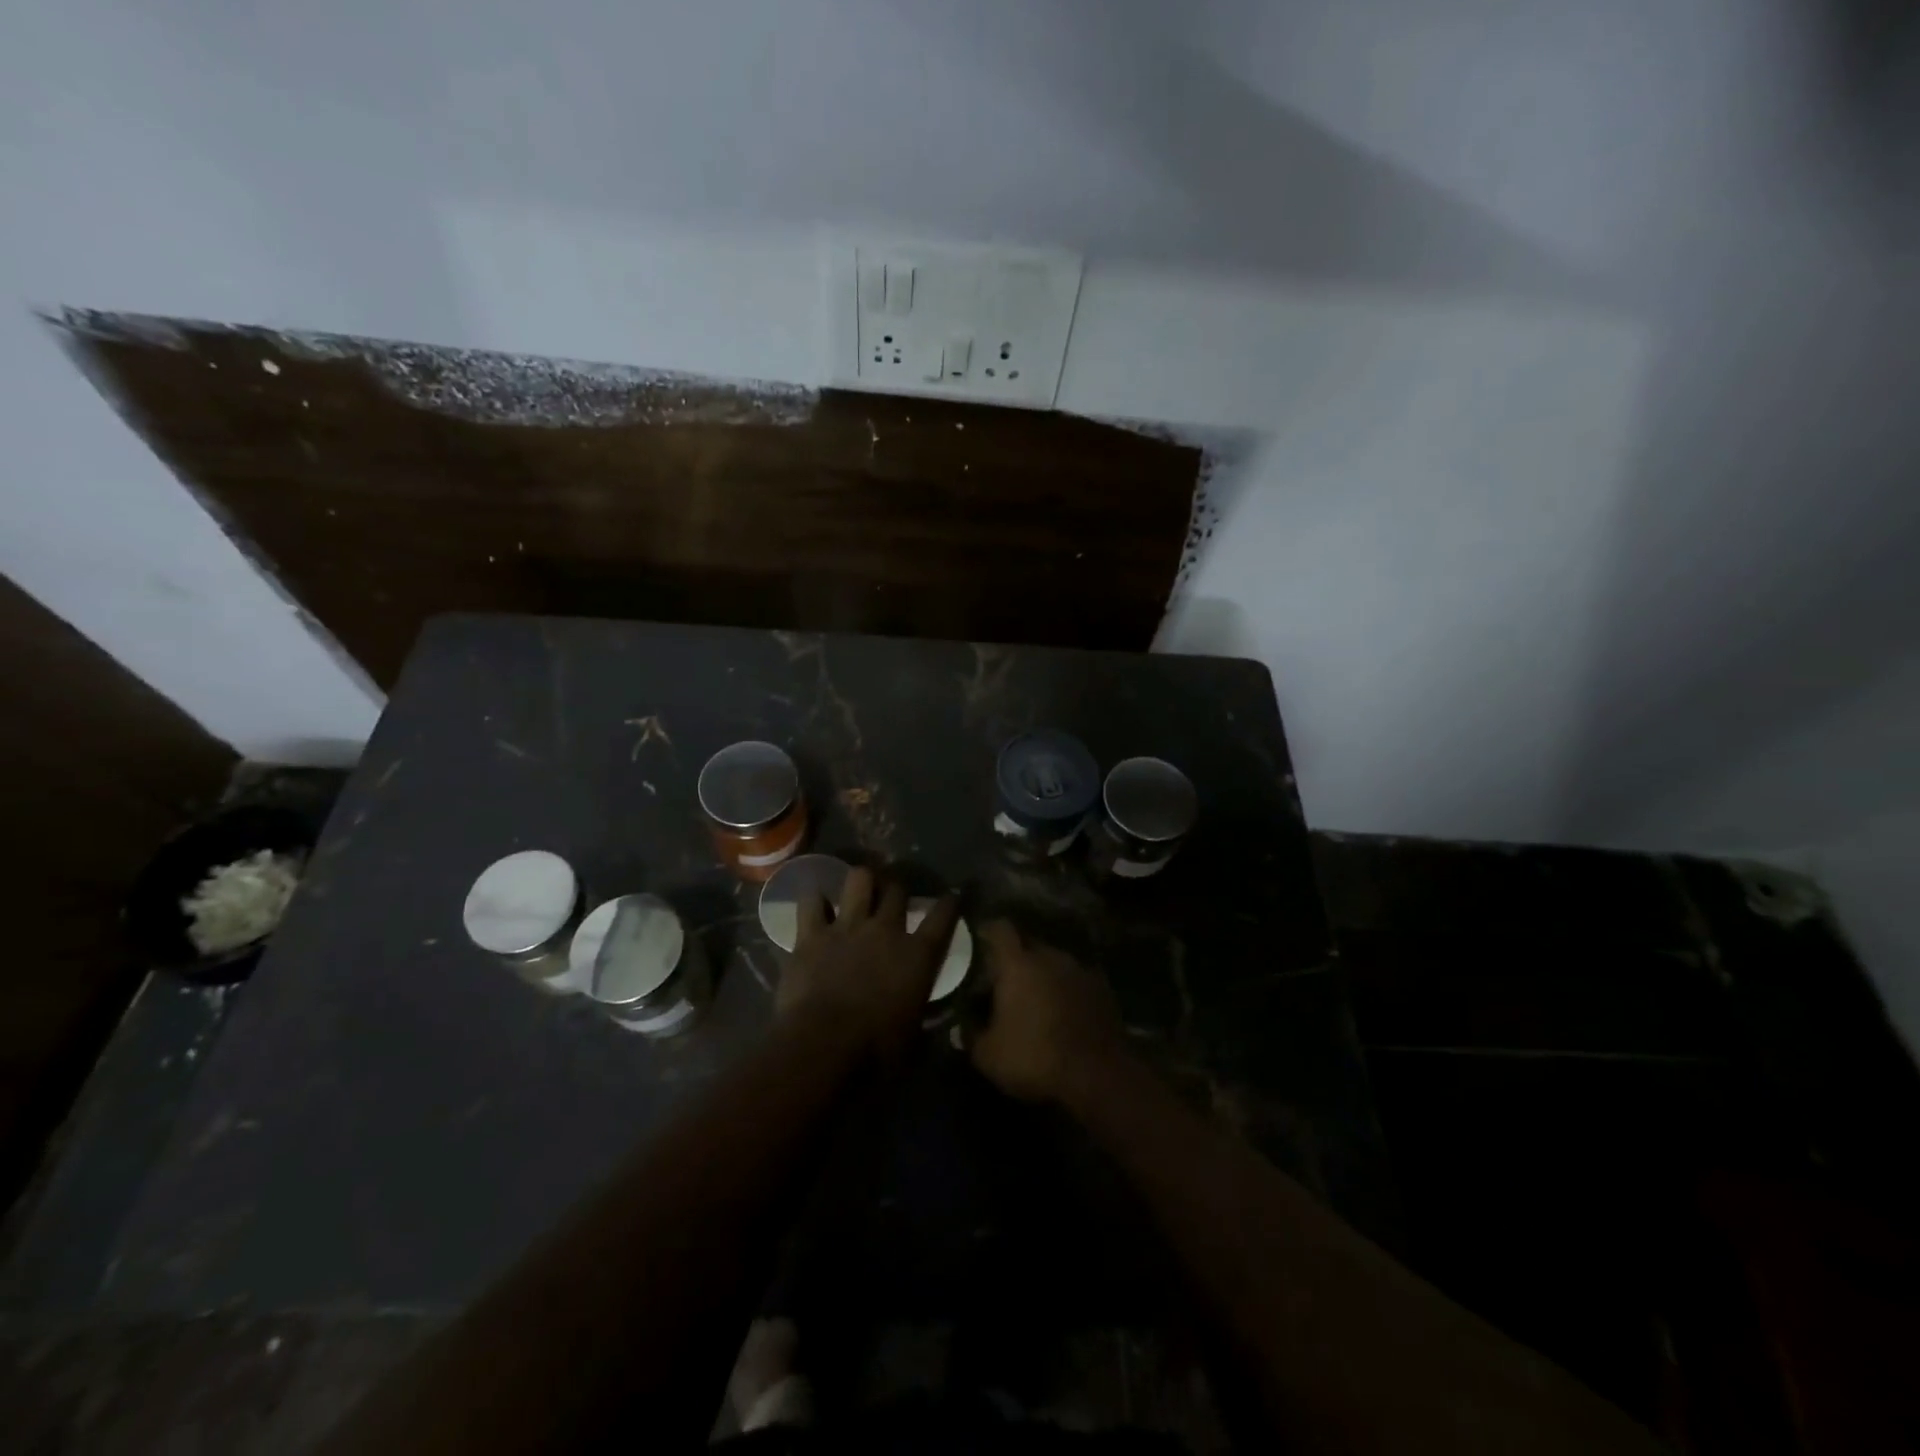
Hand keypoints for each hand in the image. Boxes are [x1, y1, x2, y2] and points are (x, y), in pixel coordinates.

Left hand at [777, 866, 959, 1060]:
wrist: (823, 1047)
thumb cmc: (876, 1052)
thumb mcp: (913, 1039)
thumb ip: (922, 1018)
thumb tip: (927, 1020)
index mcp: (918, 955)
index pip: (942, 917)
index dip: (949, 904)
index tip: (951, 896)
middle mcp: (885, 931)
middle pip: (898, 890)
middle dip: (898, 888)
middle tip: (894, 894)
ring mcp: (847, 927)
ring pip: (859, 879)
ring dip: (862, 881)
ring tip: (860, 888)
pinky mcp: (811, 935)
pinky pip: (811, 901)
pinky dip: (815, 900)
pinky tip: (816, 904)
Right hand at [970, 922, 1128, 1105]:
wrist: (1098, 1075)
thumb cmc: (1035, 1058)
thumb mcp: (988, 1055)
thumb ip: (970, 1035)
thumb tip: (960, 1028)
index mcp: (1018, 964)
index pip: (1000, 929)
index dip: (989, 931)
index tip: (980, 939)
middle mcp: (1050, 956)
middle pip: (1028, 943)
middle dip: (1015, 956)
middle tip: (1004, 979)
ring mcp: (1080, 970)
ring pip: (1054, 961)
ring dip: (1043, 973)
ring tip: (1035, 998)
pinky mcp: (1102, 988)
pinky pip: (1075, 979)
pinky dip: (1066, 989)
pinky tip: (1063, 1011)